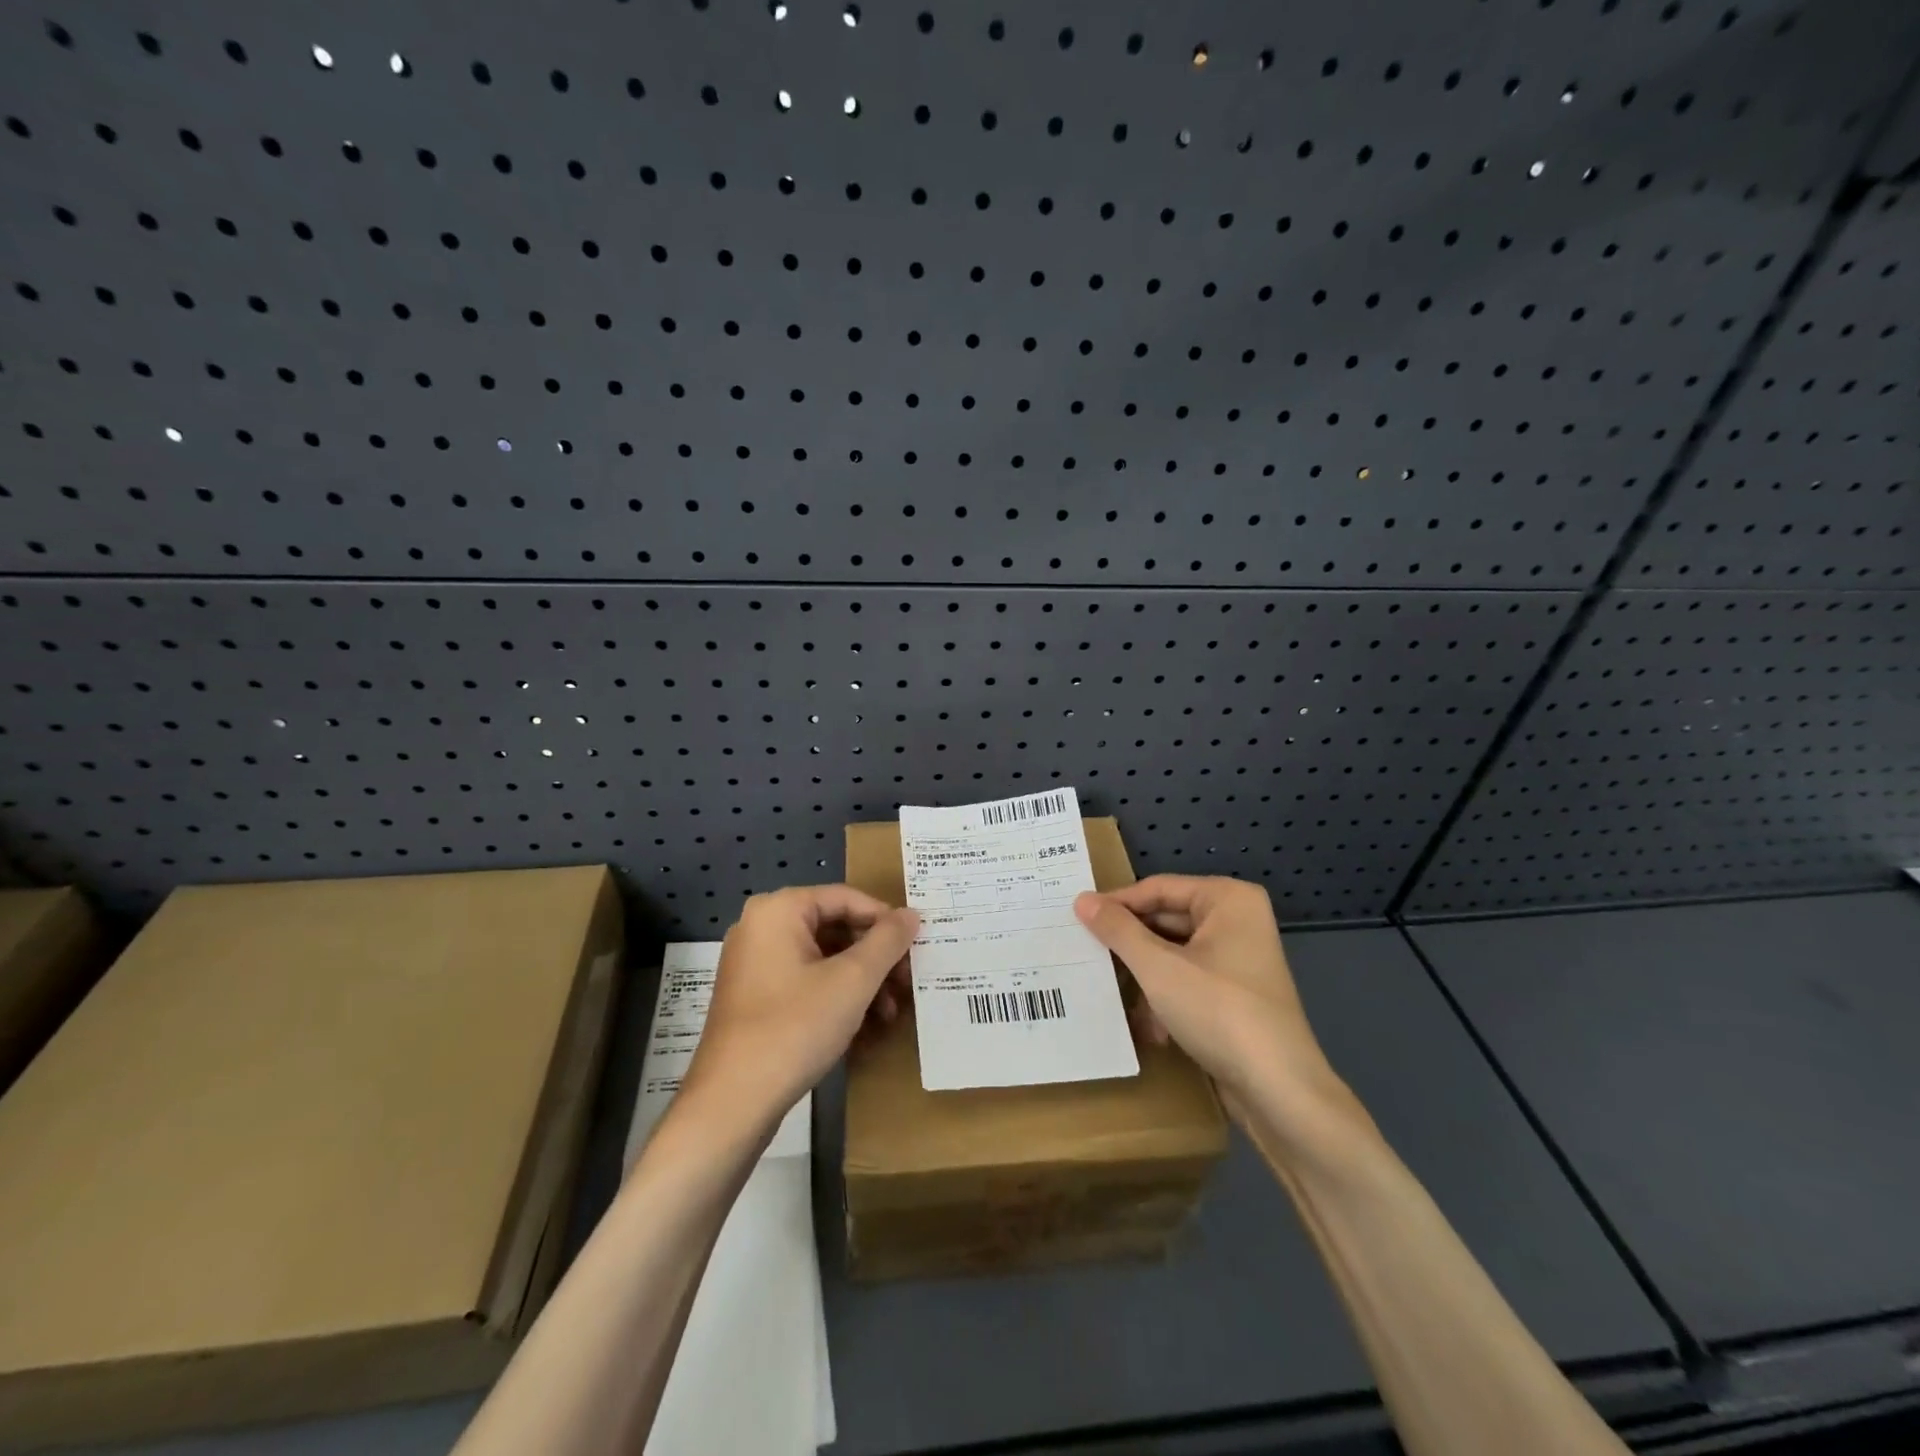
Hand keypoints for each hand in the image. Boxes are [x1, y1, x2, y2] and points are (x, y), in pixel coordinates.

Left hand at [678, 886, 918, 1137]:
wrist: (732, 1103)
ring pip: (822, 958)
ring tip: (889, 1012)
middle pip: (834, 927)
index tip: (915, 949)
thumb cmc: (795, 1027)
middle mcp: (761, 927)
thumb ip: (887, 941)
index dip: (886, 921)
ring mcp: (753, 964)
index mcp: (778, 910)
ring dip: (861, 980)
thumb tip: (911, 914)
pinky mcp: (754, 997)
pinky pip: (805, 981)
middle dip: (875, 957)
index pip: (846, 898)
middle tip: (906, 983)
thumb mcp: (853, 981)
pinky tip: (863, 1024)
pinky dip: (836, 995)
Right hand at [1074, 876, 1356, 1142]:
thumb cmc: (1219, 1011)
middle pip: (1166, 920)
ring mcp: (1240, 959)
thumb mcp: (1158, 968)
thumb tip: (1082, 900)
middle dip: (1130, 944)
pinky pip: (1189, 981)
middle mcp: (1238, 920)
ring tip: (1106, 988)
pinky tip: (1146, 1026)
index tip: (1076, 918)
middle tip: (1083, 951)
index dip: (1116, 904)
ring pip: (1174, 954)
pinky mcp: (1236, 995)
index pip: (1158, 889)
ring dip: (1144, 976)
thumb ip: (1118, 930)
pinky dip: (1165, 998)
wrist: (1279, 1091)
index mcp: (1228, 899)